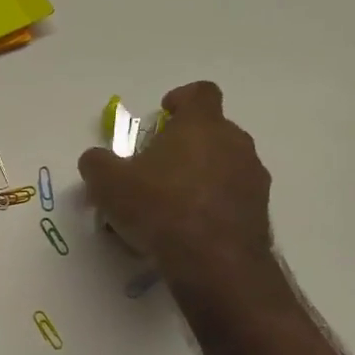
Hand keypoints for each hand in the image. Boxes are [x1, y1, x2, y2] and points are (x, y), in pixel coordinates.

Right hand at [78, 81, 278, 303]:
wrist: (213, 261)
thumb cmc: (160, 207)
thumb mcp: (108, 184)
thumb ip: (97, 164)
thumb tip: (95, 159)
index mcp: (201, 125)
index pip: (200, 93)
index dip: (182, 98)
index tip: (164, 113)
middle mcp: (235, 143)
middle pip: (212, 131)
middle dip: (185, 144)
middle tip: (155, 167)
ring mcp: (252, 178)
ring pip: (224, 165)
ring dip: (200, 176)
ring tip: (169, 205)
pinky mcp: (259, 211)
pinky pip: (231, 198)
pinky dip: (211, 205)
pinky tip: (187, 229)